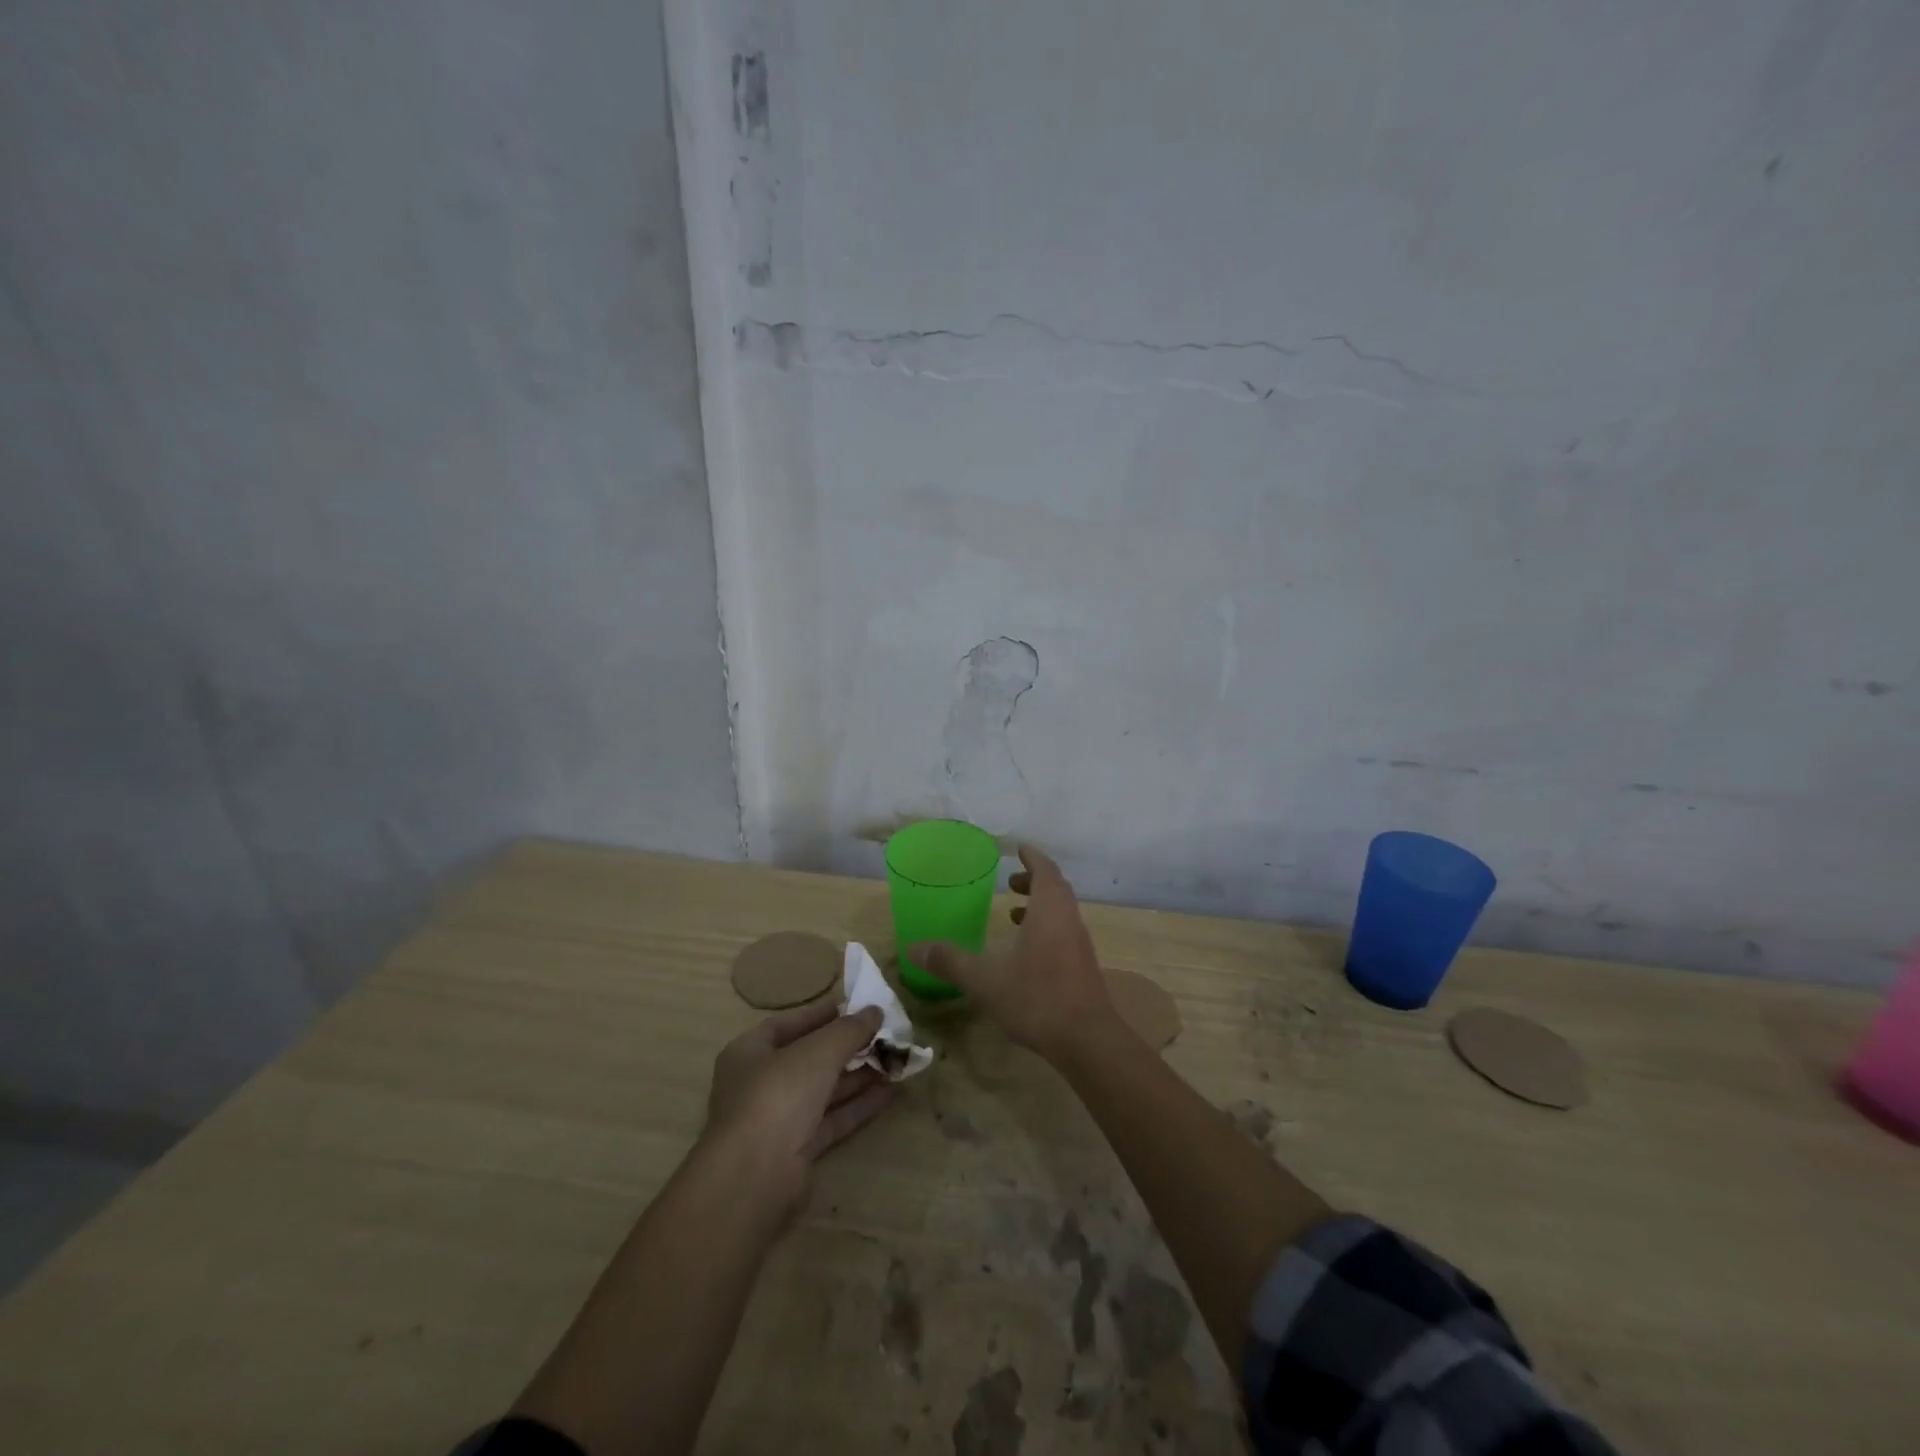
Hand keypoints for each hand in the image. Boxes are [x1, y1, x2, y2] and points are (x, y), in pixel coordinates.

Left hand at [704, 1002, 898, 1215]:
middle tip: (884, 1034)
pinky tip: (890, 1092)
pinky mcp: (797, 1149)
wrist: (755, 1178)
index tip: (857, 1007)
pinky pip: (832, 1119)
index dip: (822, 1014)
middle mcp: (760, 1083)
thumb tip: (875, 1010)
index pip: (789, 1024)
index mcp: (750, 1052)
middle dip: (847, 1047)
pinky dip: (858, 1105)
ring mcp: (778, 1119)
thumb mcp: (818, 1051)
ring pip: (823, 1090)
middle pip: (809, 1058)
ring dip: (858, 1075)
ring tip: (895, 1060)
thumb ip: (849, 1030)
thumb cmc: (778, 1095)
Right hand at [913, 845, 1115, 1061]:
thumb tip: (913, 948)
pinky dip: (1046, 928)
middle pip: (1055, 888)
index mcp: (1049, 910)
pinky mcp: (1083, 966)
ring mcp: (1079, 944)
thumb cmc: (1037, 998)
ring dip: (1040, 905)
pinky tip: (1026, 952)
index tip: (1018, 849)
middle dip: (1033, 880)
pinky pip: (1064, 932)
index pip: (1045, 870)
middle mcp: (1068, 920)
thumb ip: (950, 961)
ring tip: (1013, 914)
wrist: (1087, 1040)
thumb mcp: (985, 980)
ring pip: (1061, 911)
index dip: (1032, 857)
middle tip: (1010, 881)